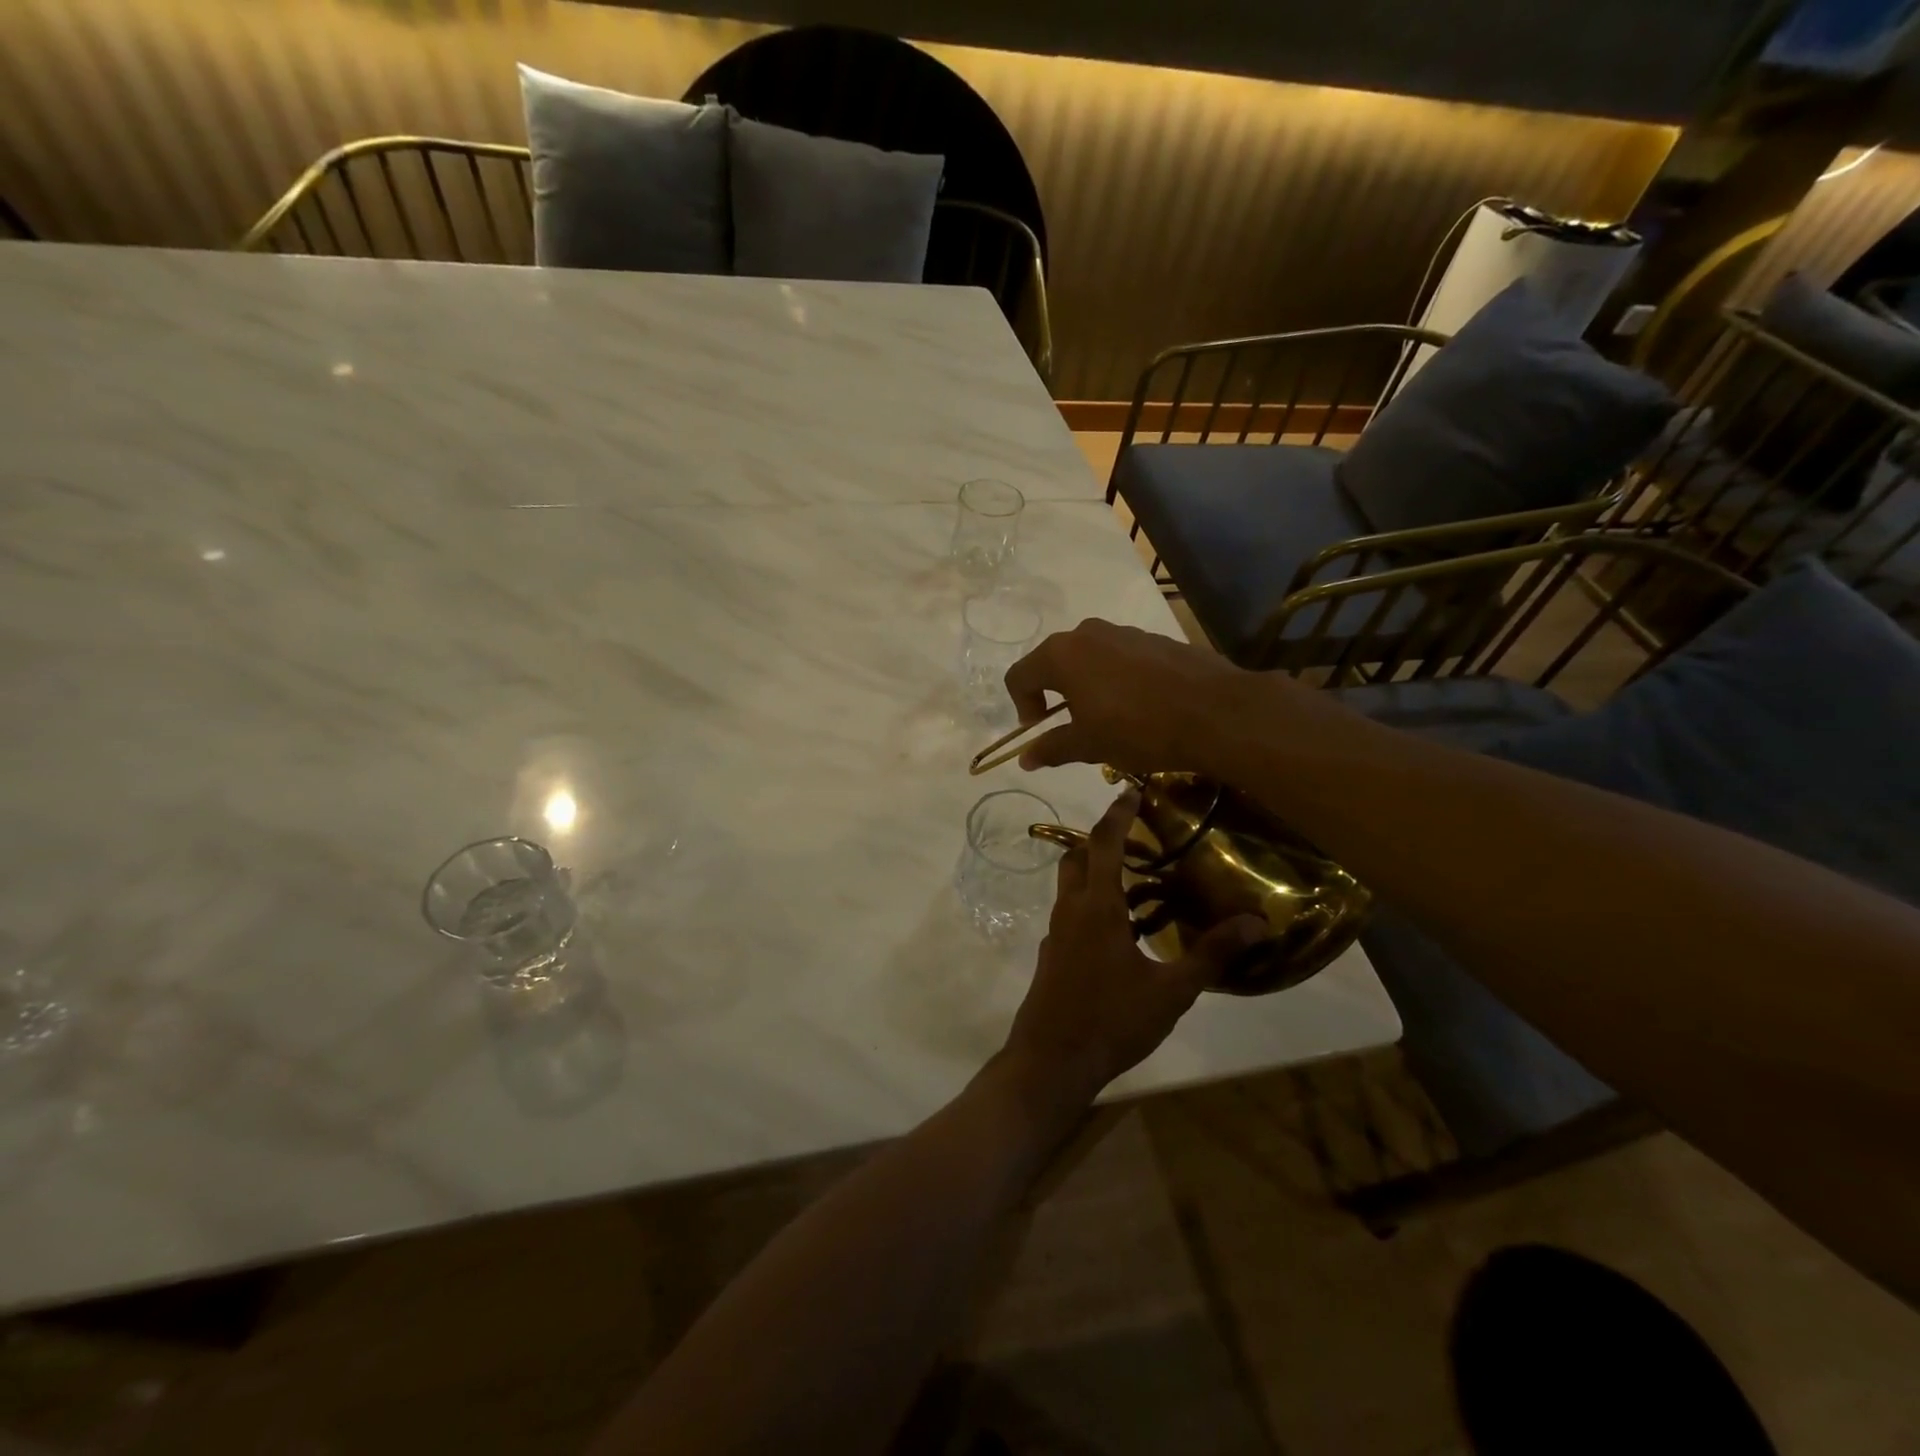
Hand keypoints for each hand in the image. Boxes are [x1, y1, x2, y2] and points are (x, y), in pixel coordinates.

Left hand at [999, 790, 1267, 1108]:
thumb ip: (1211, 954)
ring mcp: (1056, 934)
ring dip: (1095, 874)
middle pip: (1077, 857)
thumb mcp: (1172, 991)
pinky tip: (1120, 932)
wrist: (1051, 1061)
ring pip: (1070, 887)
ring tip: (1136, 883)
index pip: (1103, 842)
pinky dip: (1090, 905)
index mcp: (1097, 906)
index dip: (1117, 813)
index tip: (1131, 790)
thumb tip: (1256, 921)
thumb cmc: (1112, 1021)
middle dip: (1101, 840)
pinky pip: (1070, 915)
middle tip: (1137, 839)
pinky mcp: (1052, 957)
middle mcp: (1070, 910)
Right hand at [1001, 619, 1250, 776]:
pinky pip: (1119, 657)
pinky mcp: (1154, 639)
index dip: (1022, 706)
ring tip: (1107, 718)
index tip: (1040, 730)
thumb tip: (1024, 758)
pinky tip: (1139, 707)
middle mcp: (1087, 633)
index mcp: (1061, 655)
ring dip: (1085, 686)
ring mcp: (1123, 631)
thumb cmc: (1139, 730)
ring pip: (1088, 658)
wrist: (1216, 713)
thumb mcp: (1089, 745)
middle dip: (1053, 694)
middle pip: (1052, 662)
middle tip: (1070, 726)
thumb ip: (1051, 747)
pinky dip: (1115, 679)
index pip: (1019, 676)